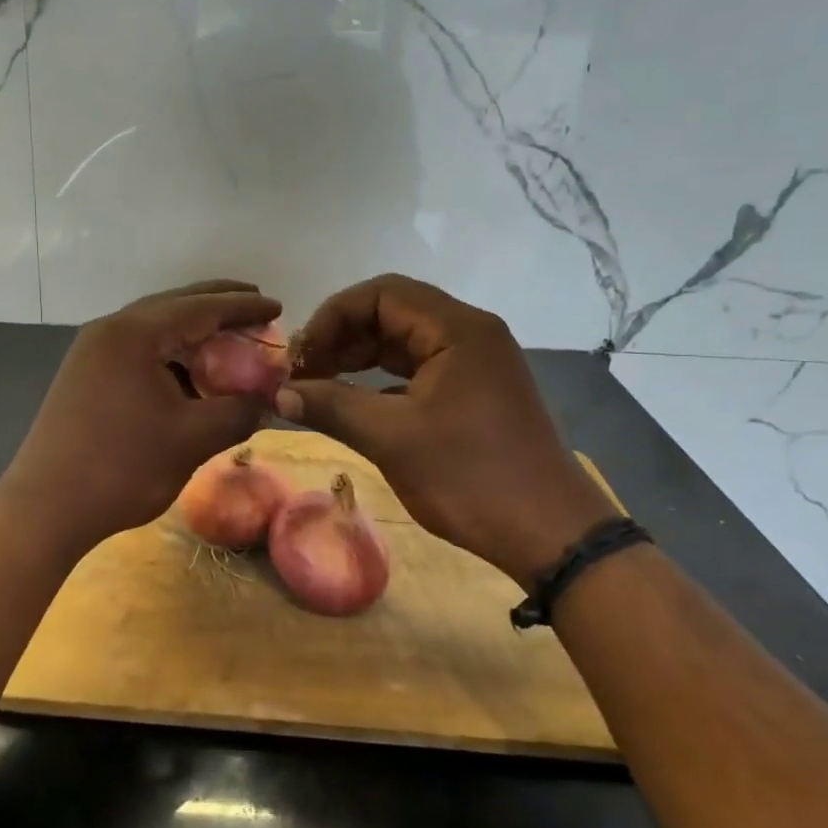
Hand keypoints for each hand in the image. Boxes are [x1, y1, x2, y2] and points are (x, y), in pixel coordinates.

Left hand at [0, 280, 282, 553]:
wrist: (46, 508)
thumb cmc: (122, 468)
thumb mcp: (192, 439)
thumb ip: (238, 412)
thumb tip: (269, 401)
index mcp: (135, 334)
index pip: (201, 307)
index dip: (243, 306)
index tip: (278, 305)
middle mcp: (110, 331)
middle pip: (174, 305)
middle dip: (217, 305)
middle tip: (256, 306)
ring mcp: (92, 352)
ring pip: (153, 328)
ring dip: (192, 330)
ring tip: (228, 338)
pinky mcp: (84, 375)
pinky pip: (137, 350)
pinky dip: (169, 353)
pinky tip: (188, 372)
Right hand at [276, 275, 616, 579]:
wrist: (549, 533)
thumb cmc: (469, 476)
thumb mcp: (392, 438)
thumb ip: (331, 406)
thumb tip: (278, 394)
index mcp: (457, 329)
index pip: (381, 294)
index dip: (332, 317)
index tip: (301, 357)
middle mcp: (470, 333)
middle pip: (392, 311)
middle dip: (342, 336)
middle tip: (304, 373)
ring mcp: (476, 363)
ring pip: (404, 341)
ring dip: (360, 357)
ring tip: (320, 386)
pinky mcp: (475, 391)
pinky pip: (419, 368)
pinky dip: (383, 379)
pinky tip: (355, 404)